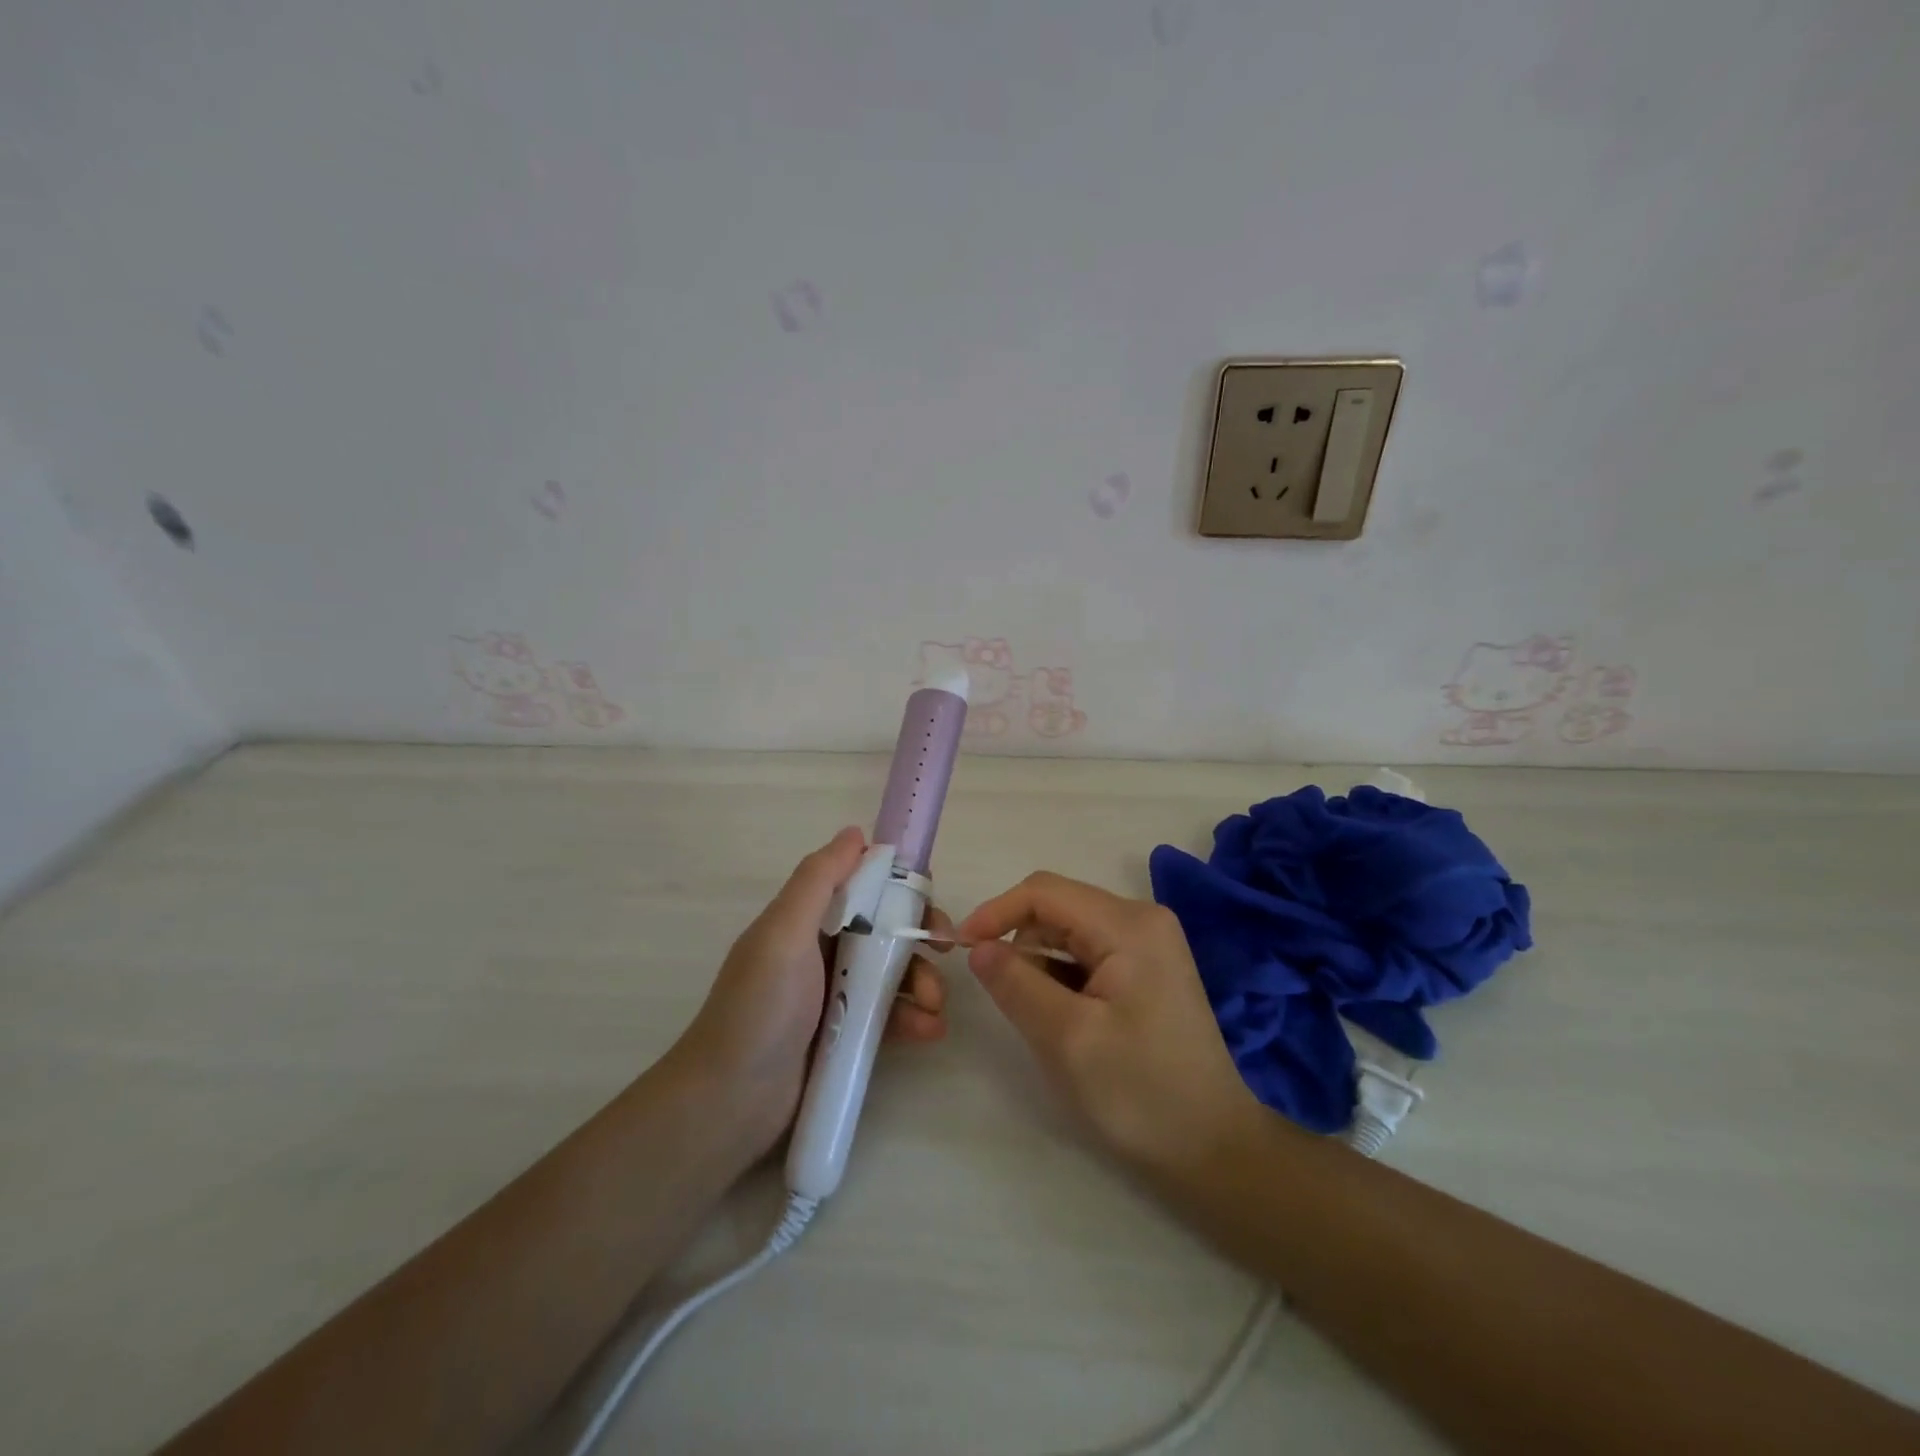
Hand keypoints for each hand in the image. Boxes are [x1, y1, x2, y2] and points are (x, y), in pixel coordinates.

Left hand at [675, 826, 948, 1158]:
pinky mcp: (846, 1035)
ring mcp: (835, 995)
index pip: (863, 887)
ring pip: (893, 973)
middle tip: (945, 952)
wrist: (729, 1105)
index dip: (899, 887)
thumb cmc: (760, 1009)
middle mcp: (822, 950)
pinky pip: (889, 1015)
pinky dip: (913, 1018)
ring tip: (934, 1008)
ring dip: (922, 982)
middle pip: (886, 929)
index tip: (928, 902)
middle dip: (919, 937)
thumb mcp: (784, 933)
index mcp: (806, 920)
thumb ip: (818, 880)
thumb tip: (855, 833)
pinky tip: (929, 1031)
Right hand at [958, 872, 1254, 1172]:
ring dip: (1041, 966)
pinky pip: (1087, 954)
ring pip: (1068, 932)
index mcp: (1129, 924)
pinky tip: (1069, 1021)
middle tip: (1009, 1002)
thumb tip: (977, 946)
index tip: (960, 949)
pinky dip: (1063, 978)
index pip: (1044, 892)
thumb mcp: (1067, 1038)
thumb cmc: (1140, 1093)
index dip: (996, 913)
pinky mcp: (1147, 967)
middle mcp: (1141, 919)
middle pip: (1057, 909)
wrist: (1213, 1149)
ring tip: (1048, 1022)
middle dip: (1021, 945)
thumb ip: (1016, 983)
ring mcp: (1148, 943)